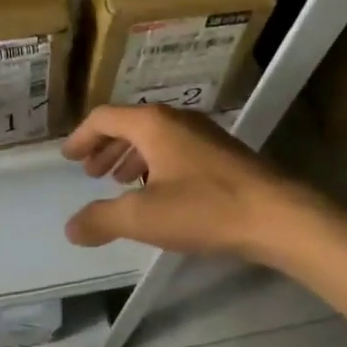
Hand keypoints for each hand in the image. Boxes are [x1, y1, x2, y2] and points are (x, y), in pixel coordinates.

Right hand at [61, 104, 317, 260]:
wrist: (278, 216)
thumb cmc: (204, 208)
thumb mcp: (142, 217)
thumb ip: (101, 220)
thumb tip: (71, 228)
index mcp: (152, 124)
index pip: (105, 118)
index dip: (81, 137)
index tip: (67, 158)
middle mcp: (177, 119)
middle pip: (130, 124)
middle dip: (106, 147)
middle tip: (90, 172)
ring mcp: (204, 134)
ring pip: (155, 137)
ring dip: (131, 156)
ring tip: (119, 182)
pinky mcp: (222, 153)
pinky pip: (176, 149)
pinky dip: (155, 164)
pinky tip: (158, 192)